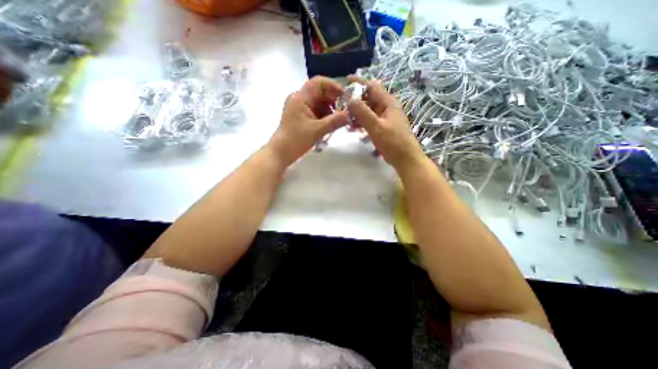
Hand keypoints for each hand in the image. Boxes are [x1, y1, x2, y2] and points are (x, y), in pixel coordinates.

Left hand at [268, 77, 348, 164]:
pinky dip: (326, 117)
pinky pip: (317, 112)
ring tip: (341, 120)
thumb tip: (349, 115)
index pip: (319, 82)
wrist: (281, 153)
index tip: (345, 97)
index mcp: (300, 97)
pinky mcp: (303, 117)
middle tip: (346, 111)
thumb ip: (334, 121)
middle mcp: (300, 99)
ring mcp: (301, 109)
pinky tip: (333, 124)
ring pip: (320, 103)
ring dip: (331, 110)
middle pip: (321, 93)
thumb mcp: (317, 130)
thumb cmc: (296, 140)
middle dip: (334, 101)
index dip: (334, 86)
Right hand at [347, 77, 423, 170]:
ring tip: (346, 120)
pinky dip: (362, 122)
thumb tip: (349, 98)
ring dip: (357, 113)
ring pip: (368, 110)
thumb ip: (363, 113)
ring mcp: (385, 118)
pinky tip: (354, 129)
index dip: (359, 82)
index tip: (346, 80)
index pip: (372, 86)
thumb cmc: (393, 142)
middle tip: (342, 106)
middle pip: (369, 98)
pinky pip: (370, 120)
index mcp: (388, 103)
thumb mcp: (376, 127)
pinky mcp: (383, 127)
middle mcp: (387, 107)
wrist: (405, 159)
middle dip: (356, 101)